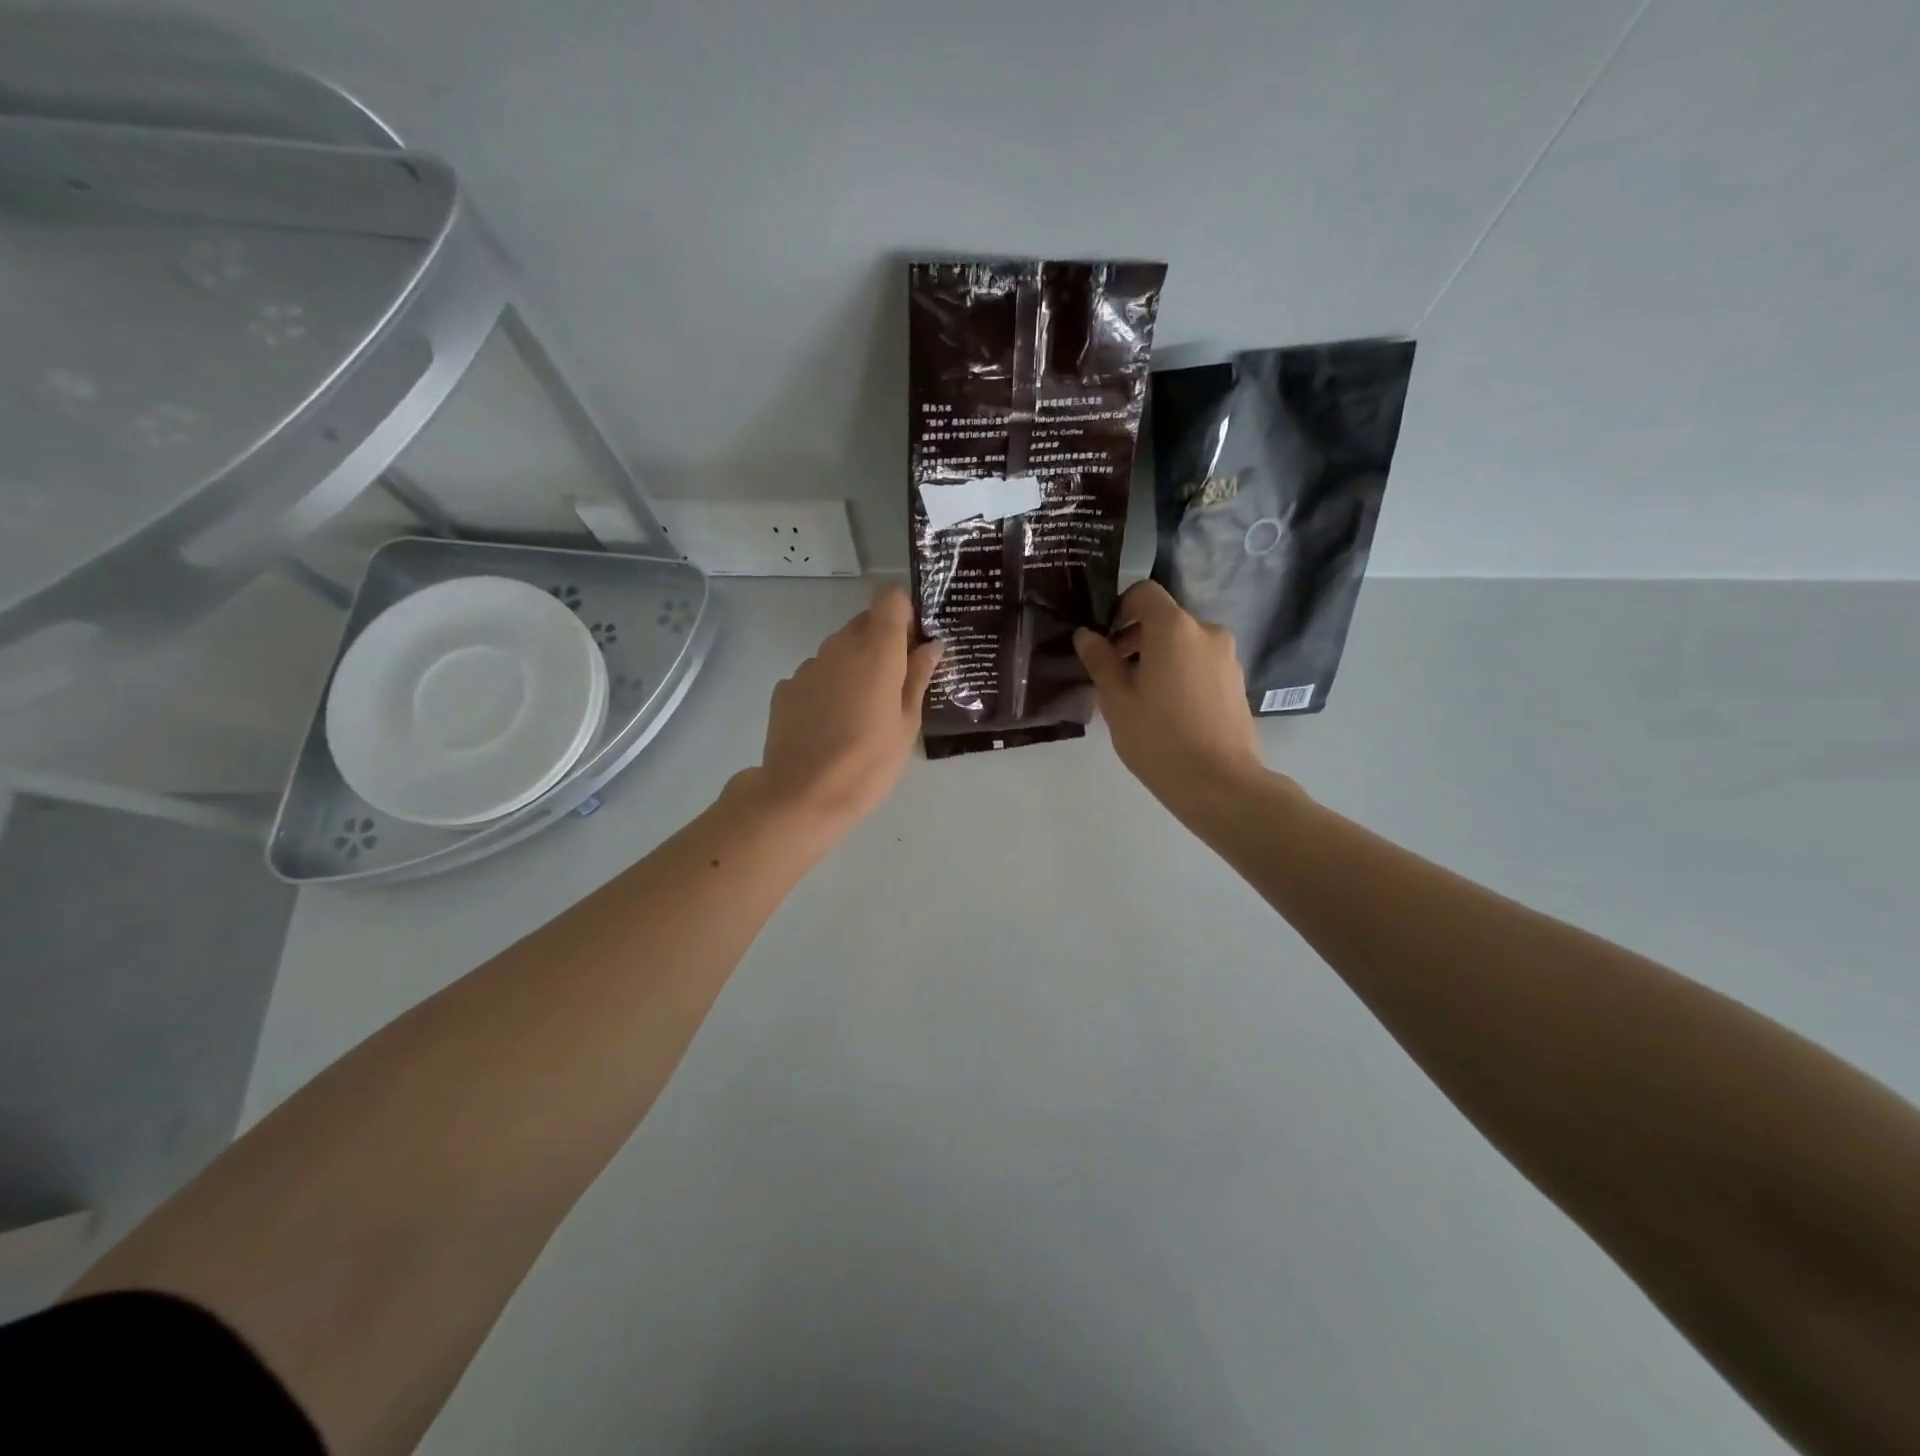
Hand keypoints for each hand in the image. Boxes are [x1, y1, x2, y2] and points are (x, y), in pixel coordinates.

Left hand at [749, 584, 942, 829]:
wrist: (802, 794)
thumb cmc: (869, 762)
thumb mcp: (907, 724)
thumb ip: (918, 677)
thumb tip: (931, 645)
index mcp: (876, 650)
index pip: (889, 599)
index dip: (903, 613)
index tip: (912, 643)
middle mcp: (839, 647)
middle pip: (864, 623)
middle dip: (882, 642)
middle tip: (895, 683)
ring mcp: (808, 666)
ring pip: (839, 651)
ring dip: (854, 666)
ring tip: (861, 712)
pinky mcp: (786, 688)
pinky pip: (816, 675)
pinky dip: (828, 687)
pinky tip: (830, 724)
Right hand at [1074, 581, 1268, 809]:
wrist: (1219, 783)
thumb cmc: (1159, 739)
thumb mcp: (1117, 701)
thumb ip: (1100, 661)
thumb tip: (1086, 635)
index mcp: (1174, 628)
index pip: (1144, 593)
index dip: (1119, 608)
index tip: (1105, 640)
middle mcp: (1206, 631)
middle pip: (1165, 618)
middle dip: (1137, 636)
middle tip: (1115, 673)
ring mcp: (1227, 656)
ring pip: (1184, 641)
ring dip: (1159, 655)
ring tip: (1141, 696)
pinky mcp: (1237, 679)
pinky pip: (1201, 661)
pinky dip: (1181, 670)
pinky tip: (1169, 708)